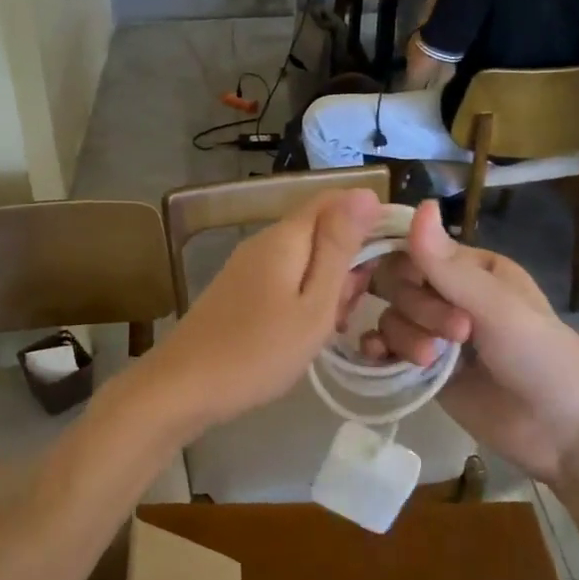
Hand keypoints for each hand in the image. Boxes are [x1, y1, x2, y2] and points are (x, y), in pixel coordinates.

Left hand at [143, 190, 383, 433]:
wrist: (185, 387)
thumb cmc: (259, 351)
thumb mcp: (314, 304)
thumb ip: (339, 248)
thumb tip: (365, 192)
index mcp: (285, 237)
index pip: (335, 200)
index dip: (370, 220)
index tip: (393, 261)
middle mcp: (264, 242)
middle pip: (320, 232)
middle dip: (348, 263)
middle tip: (349, 311)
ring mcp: (247, 267)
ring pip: (304, 260)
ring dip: (327, 287)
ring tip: (329, 329)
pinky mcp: (239, 291)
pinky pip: (284, 280)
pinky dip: (304, 300)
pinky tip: (304, 333)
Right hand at [360, 205, 578, 485]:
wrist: (566, 435)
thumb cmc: (544, 359)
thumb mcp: (497, 308)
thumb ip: (448, 266)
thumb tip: (420, 203)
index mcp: (475, 269)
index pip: (416, 251)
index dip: (408, 268)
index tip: (417, 289)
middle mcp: (452, 296)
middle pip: (398, 284)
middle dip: (416, 310)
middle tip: (454, 335)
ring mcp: (436, 334)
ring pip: (390, 317)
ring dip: (403, 336)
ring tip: (432, 363)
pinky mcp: (424, 370)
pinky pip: (386, 348)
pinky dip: (378, 351)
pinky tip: (379, 359)